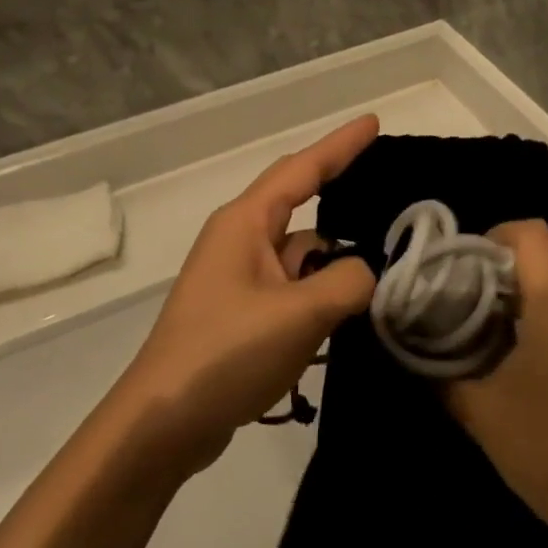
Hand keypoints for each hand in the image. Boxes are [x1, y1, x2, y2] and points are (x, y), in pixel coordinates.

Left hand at [114, 116, 379, 476]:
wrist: (162, 424)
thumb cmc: (225, 354)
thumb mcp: (298, 315)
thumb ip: (347, 282)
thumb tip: (367, 272)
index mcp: (246, 222)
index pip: (303, 168)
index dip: (341, 144)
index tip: (374, 122)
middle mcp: (240, 238)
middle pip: (298, 198)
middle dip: (338, 185)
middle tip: (384, 179)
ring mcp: (238, 275)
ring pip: (299, 249)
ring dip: (333, 254)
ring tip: (384, 261)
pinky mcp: (241, 310)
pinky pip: (291, 282)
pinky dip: (319, 286)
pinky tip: (349, 306)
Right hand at [443, 221, 547, 541]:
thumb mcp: (480, 411)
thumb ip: (441, 371)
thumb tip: (416, 350)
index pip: (532, 233)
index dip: (495, 235)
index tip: (467, 265)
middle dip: (509, 256)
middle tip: (475, 289)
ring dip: (532, 282)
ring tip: (498, 319)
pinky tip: (531, 349)